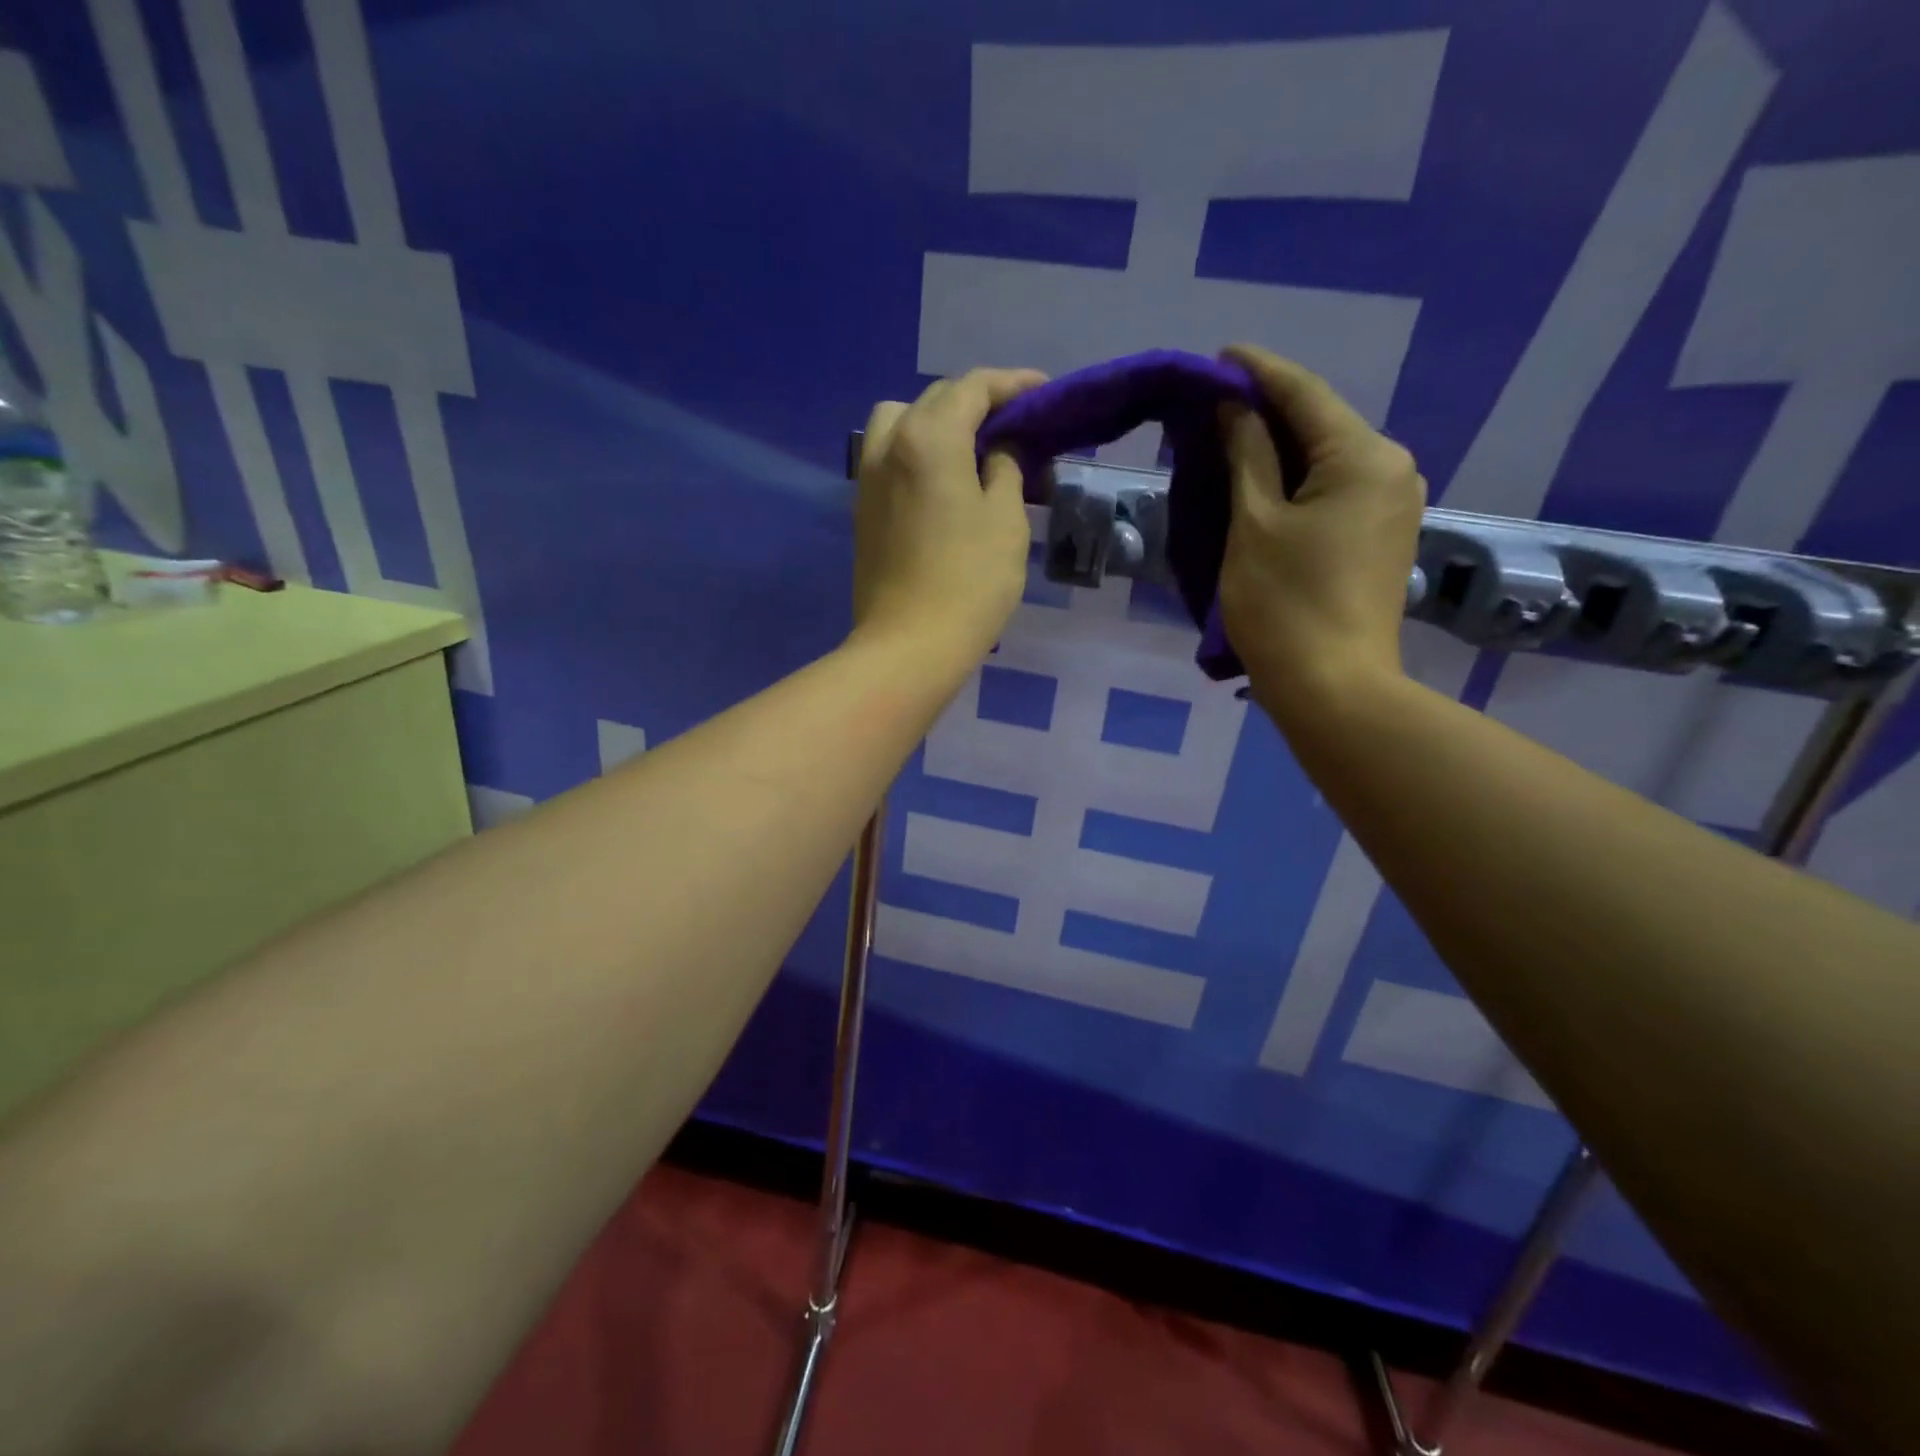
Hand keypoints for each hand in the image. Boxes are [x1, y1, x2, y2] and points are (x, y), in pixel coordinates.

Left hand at [853, 367, 1046, 667]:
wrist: (910, 645)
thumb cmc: (970, 582)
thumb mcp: (1006, 520)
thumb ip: (1005, 470)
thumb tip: (996, 451)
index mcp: (928, 437)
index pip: (972, 388)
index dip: (1012, 384)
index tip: (1044, 391)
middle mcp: (890, 445)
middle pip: (934, 399)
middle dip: (976, 401)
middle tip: (1014, 423)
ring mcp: (869, 479)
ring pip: (899, 421)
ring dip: (934, 420)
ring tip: (968, 448)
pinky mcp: (862, 511)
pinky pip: (888, 456)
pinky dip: (915, 450)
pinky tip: (941, 477)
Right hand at [1216, 344, 1424, 720]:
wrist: (1333, 686)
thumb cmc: (1284, 604)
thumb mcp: (1253, 523)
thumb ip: (1245, 454)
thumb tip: (1234, 405)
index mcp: (1363, 456)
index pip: (1303, 393)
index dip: (1256, 370)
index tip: (1217, 355)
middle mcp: (1392, 468)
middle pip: (1321, 422)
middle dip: (1267, 409)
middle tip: (1212, 404)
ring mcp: (1393, 504)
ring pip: (1328, 457)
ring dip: (1279, 447)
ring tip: (1229, 441)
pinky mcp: (1383, 536)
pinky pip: (1336, 488)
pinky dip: (1297, 479)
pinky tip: (1263, 482)